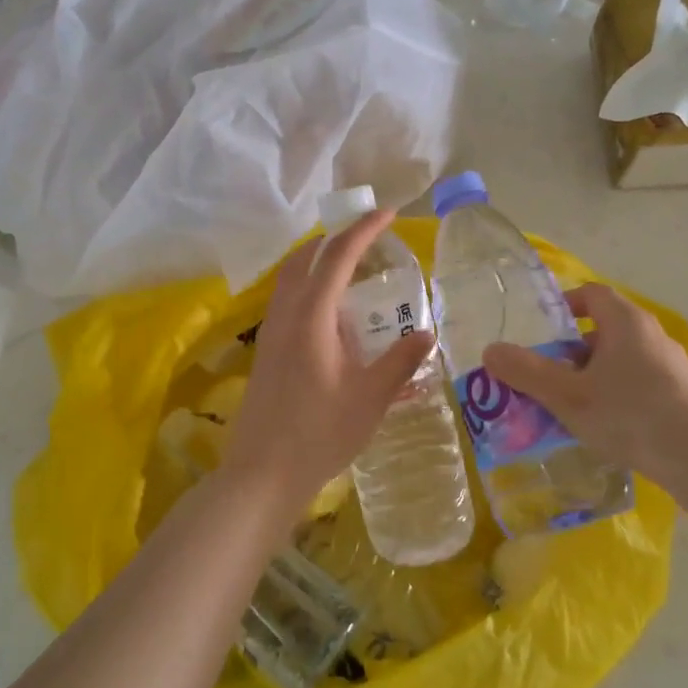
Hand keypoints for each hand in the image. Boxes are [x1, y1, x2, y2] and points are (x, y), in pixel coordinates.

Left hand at [221, 211, 434, 522]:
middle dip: (337, 239)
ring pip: (292, 279)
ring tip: (354, 271)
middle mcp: (286, 315)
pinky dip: (311, 288)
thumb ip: (400, 361)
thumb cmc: (319, 434)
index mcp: (311, 317)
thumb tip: (426, 333)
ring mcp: (271, 333)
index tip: (389, 212)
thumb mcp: (370, 398)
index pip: (338, 256)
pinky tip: (334, 317)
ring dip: (320, 262)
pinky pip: (288, 301)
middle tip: (370, 239)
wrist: (262, 474)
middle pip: (306, 258)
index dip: (364, 230)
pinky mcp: (267, 351)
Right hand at [483, 284, 687, 517]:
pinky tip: (601, 429)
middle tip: (544, 375)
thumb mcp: (567, 394)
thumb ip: (526, 372)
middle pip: (603, 330)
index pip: (592, 294)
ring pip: (619, 362)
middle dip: (570, 351)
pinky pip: (637, 386)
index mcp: (625, 322)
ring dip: (591, 378)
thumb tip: (490, 351)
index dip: (564, 306)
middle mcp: (651, 336)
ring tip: (567, 407)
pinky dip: (614, 397)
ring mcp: (669, 367)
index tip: (541, 332)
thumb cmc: (630, 414)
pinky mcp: (680, 398)